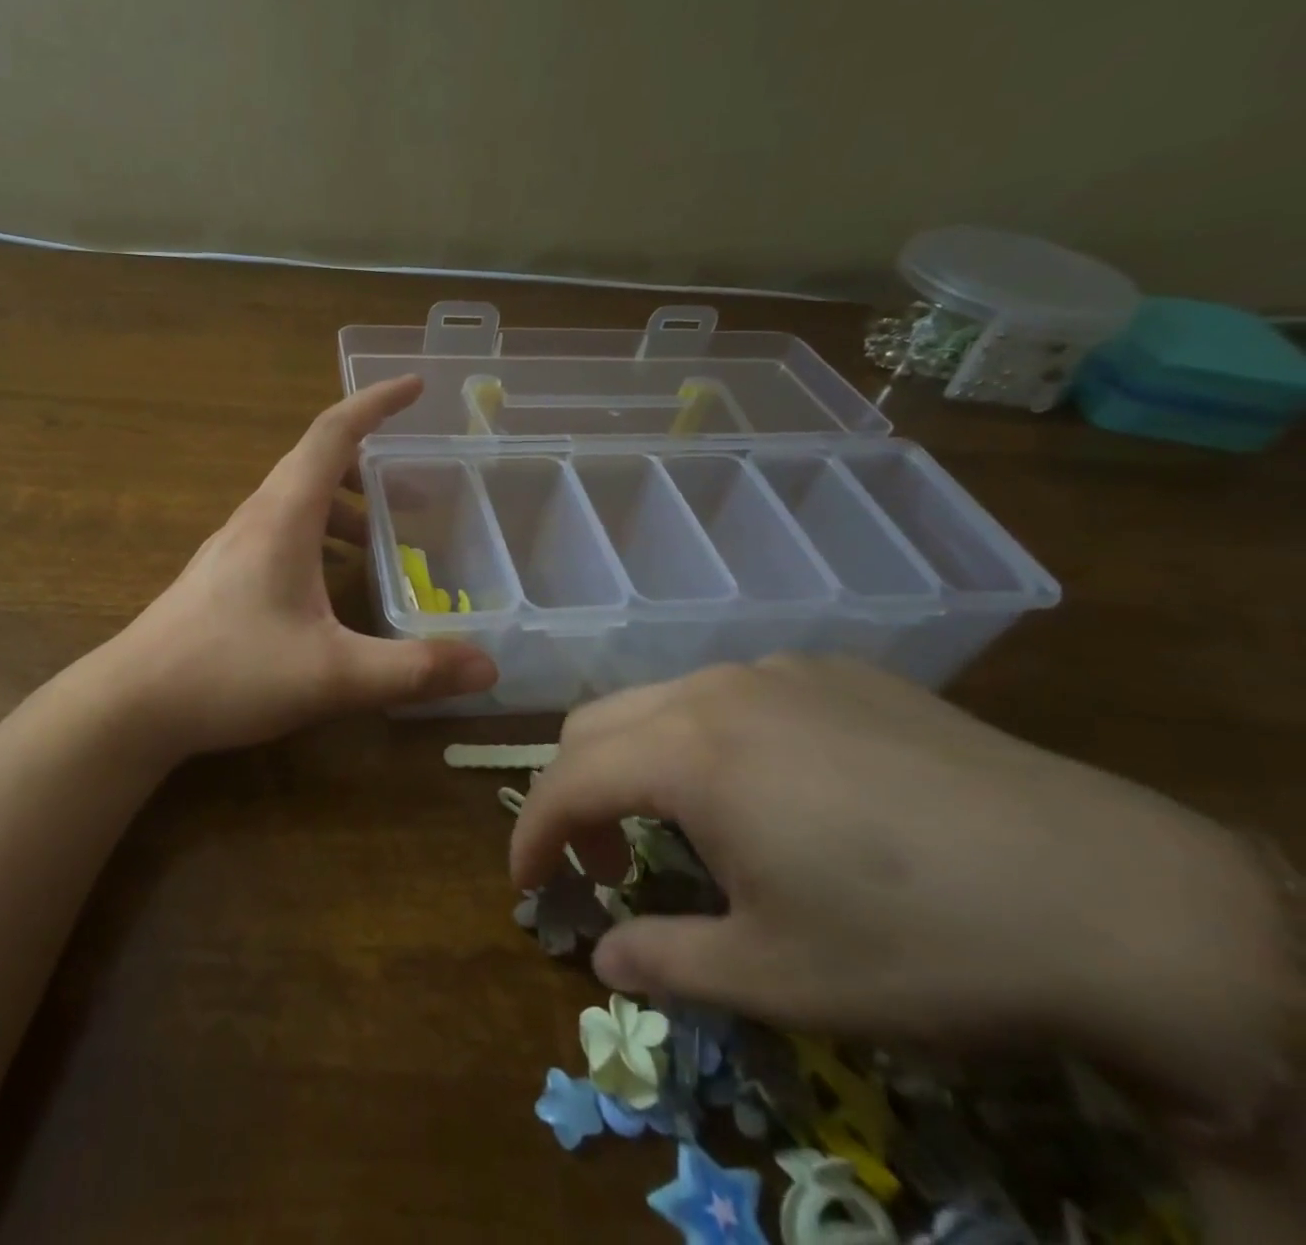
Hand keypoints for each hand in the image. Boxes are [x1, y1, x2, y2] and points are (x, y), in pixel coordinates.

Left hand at [104, 376, 497, 758]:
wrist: (133, 704)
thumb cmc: (230, 672)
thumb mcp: (333, 674)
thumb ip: (413, 669)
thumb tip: (489, 667)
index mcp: (283, 515)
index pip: (334, 433)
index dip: (376, 403)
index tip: (415, 385)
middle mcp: (257, 518)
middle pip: (317, 464)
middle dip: (372, 464)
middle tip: (420, 490)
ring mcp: (234, 546)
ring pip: (298, 502)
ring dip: (345, 507)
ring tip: (385, 540)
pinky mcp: (223, 575)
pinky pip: (281, 533)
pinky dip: (320, 538)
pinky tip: (333, 584)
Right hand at [509, 656, 1291, 1117]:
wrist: (1119, 900)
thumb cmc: (921, 947)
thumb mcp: (776, 978)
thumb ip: (664, 962)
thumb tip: (603, 960)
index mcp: (689, 752)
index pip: (566, 781)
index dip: (533, 835)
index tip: (530, 886)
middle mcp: (718, 690)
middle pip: (597, 723)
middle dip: (576, 792)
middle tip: (607, 864)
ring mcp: (779, 670)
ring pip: (663, 700)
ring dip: (641, 762)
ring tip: (687, 829)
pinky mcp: (836, 672)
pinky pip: (734, 693)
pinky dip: (707, 739)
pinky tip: (771, 792)